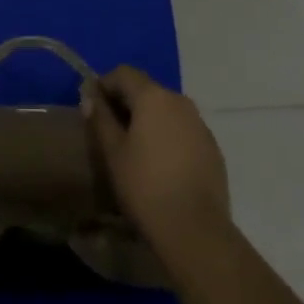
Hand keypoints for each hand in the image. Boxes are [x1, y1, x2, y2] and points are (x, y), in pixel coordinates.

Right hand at [85, 65, 230, 254]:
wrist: (195, 230)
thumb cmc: (145, 186)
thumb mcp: (113, 153)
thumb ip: (101, 119)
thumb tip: (91, 97)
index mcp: (154, 96)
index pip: (124, 73)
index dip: (104, 84)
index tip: (92, 105)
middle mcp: (180, 100)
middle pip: (147, 89)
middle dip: (126, 102)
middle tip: (110, 129)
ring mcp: (200, 124)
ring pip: (167, 110)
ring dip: (148, 119)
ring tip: (135, 148)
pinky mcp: (212, 147)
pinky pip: (183, 130)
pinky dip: (168, 136)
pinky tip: (161, 164)